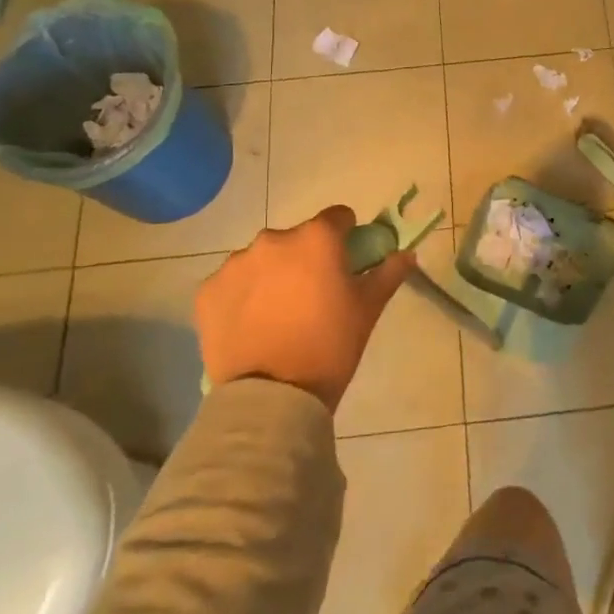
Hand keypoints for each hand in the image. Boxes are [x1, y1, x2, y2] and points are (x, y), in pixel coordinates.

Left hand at [195, 207, 415, 413]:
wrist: (272, 396)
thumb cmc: (330, 345)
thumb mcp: (368, 309)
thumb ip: (388, 273)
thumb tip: (406, 254)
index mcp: (316, 239)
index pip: (338, 217)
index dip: (346, 236)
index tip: (346, 262)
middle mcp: (273, 240)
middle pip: (296, 239)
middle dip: (305, 259)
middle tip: (312, 297)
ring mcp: (235, 264)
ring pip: (262, 260)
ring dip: (272, 276)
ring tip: (278, 315)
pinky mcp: (207, 291)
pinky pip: (232, 284)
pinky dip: (242, 297)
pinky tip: (251, 326)